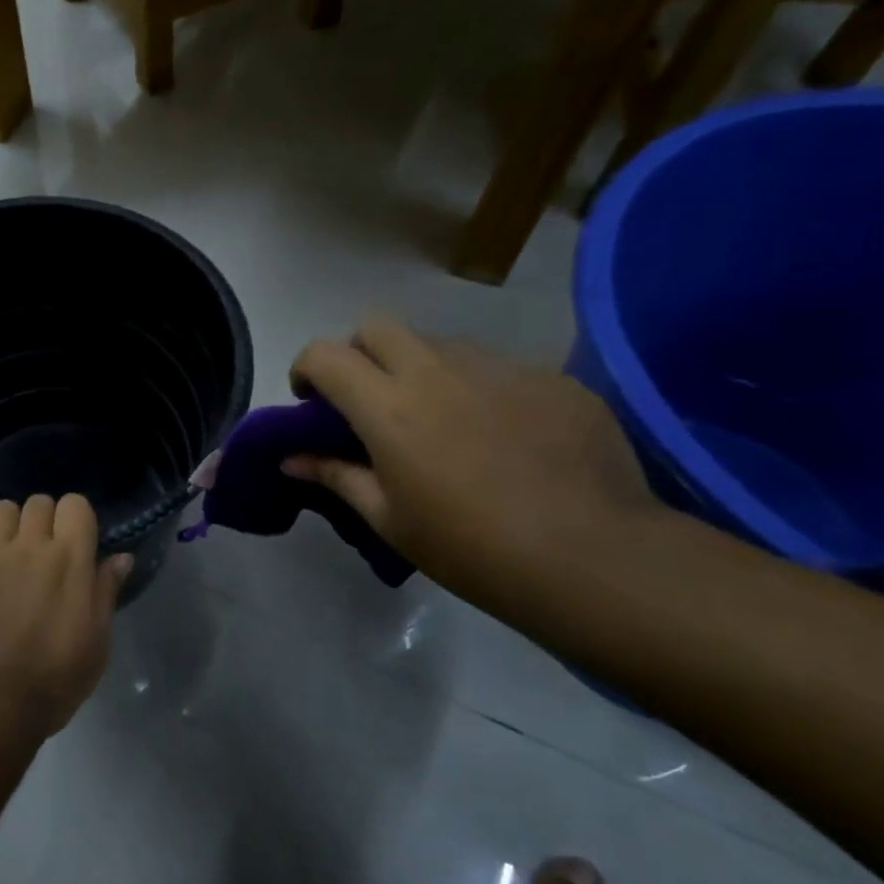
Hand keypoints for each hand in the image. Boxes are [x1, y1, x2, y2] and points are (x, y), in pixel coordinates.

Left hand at [0, 495, 131, 738]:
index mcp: (69, 559)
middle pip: (38, 501)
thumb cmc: (55, 679)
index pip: (75, 504)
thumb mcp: (97, 642)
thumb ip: (106, 592)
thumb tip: (121, 557)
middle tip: (45, 550)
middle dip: (45, 519)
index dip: (77, 519)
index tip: (78, 542)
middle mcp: (29, 546)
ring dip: (7, 524)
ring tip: (8, 550)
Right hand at [284, 317, 661, 611]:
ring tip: (441, 422)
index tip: (311, 402)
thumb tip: (291, 458)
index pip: (325, 354)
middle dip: (358, 354)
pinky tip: (503, 438)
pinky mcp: (550, 377)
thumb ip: (336, 475)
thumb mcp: (388, 519)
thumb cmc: (469, 546)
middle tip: (370, 402)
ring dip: (420, 369)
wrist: (592, 557)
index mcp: (388, 406)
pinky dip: (479, 390)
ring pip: (440, 344)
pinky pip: (497, 369)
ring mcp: (499, 368)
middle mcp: (437, 370)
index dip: (306, 369)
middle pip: (378, 327)